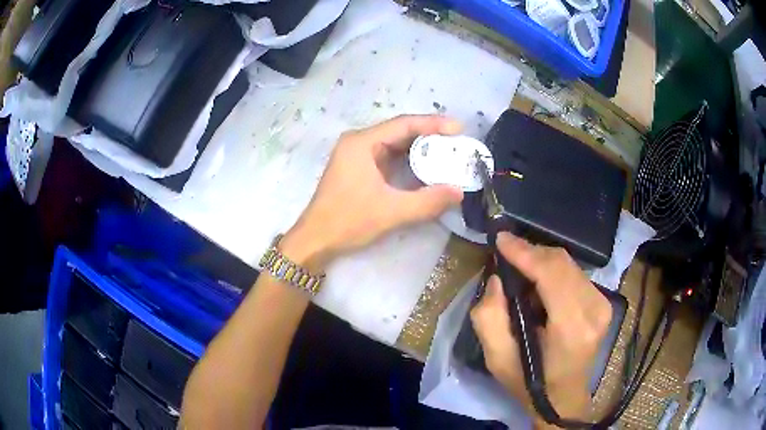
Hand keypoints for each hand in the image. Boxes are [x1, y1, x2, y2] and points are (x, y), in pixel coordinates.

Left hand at [279, 115, 463, 271]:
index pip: (403, 124)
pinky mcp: (358, 169)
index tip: (459, 128)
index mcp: (362, 143)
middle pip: (399, 131)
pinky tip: (426, 166)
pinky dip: (408, 161)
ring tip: (448, 152)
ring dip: (420, 148)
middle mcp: (358, 142)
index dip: (433, 124)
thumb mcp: (391, 212)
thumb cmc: (347, 222)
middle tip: (457, 142)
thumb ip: (427, 201)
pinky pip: (388, 157)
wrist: (315, 240)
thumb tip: (459, 192)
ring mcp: (357, 155)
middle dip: (430, 135)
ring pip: (394, 144)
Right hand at [470, 233, 612, 426]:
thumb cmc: (529, 383)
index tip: (501, 239)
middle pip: (562, 263)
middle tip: (505, 251)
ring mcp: (603, 305)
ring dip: (541, 260)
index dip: (525, 253)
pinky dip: (553, 270)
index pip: (552, 275)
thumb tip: (498, 280)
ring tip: (519, 268)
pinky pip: (575, 273)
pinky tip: (539, 281)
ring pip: (569, 264)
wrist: (564, 397)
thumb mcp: (496, 359)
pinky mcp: (604, 302)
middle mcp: (594, 311)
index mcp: (571, 330)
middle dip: (531, 252)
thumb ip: (489, 317)